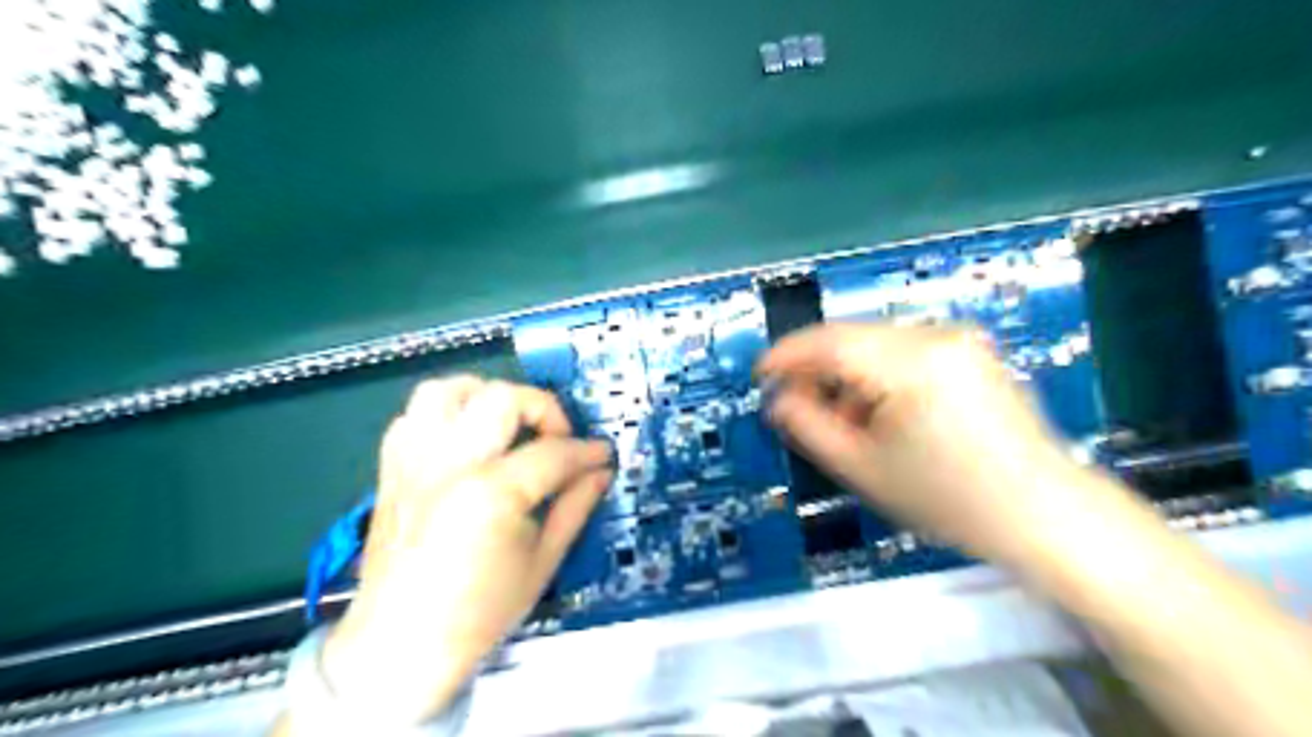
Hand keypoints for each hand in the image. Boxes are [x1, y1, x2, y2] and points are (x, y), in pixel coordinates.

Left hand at [326, 376, 616, 721]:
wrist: (399, 646)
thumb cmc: (479, 613)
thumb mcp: (543, 563)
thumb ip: (575, 507)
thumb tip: (601, 472)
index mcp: (491, 494)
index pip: (553, 452)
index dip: (587, 451)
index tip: (603, 455)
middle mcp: (449, 464)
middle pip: (502, 399)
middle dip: (542, 408)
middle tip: (557, 438)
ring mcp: (414, 462)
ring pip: (447, 390)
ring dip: (486, 397)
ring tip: (507, 424)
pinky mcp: (391, 468)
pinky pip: (414, 414)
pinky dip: (445, 414)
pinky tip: (466, 440)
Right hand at [754, 321, 1093, 557]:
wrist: (1042, 512)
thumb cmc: (951, 500)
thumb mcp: (864, 468)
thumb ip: (809, 427)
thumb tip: (779, 399)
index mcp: (913, 364)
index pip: (830, 342)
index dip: (787, 354)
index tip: (761, 372)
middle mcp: (938, 337)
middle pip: (852, 337)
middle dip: (816, 367)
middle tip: (795, 403)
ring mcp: (958, 340)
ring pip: (875, 342)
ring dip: (847, 372)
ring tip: (841, 418)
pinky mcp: (969, 352)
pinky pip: (903, 350)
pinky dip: (877, 374)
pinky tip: (877, 411)